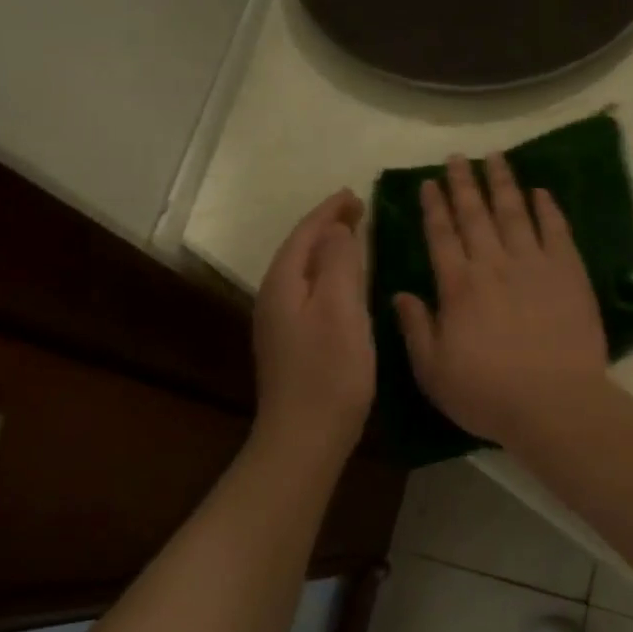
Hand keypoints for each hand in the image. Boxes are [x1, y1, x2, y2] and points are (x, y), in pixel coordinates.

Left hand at [253, 189, 374, 455]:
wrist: (304, 437)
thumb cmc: (329, 370)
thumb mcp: (340, 308)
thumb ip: (338, 262)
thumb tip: (336, 229)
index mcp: (283, 283)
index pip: (305, 233)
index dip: (329, 211)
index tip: (355, 195)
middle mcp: (273, 297)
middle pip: (300, 249)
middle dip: (327, 227)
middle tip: (359, 211)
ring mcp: (278, 323)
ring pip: (304, 272)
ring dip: (327, 251)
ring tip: (354, 238)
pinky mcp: (290, 343)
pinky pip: (308, 293)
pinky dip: (327, 276)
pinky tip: (344, 286)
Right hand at [394, 154, 610, 449]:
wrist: (556, 403)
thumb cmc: (488, 394)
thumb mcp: (434, 372)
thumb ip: (415, 329)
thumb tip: (400, 293)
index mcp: (458, 286)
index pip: (441, 235)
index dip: (434, 207)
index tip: (429, 182)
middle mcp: (493, 264)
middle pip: (476, 214)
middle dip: (464, 183)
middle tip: (457, 158)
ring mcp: (534, 264)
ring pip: (515, 213)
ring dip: (503, 183)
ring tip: (495, 157)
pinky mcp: (569, 272)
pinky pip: (557, 230)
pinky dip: (548, 208)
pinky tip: (541, 191)